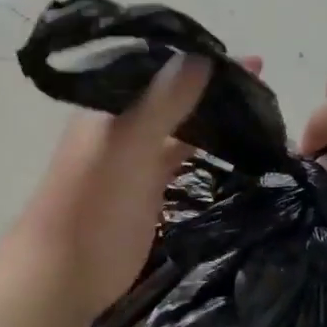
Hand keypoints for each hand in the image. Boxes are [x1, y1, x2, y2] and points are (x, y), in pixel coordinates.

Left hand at [10, 54, 255, 323]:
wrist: (65, 272)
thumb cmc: (93, 201)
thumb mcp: (130, 143)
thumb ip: (164, 100)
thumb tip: (202, 54)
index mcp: (111, 103)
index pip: (161, 66)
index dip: (200, 56)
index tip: (248, 59)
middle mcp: (125, 122)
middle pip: (174, 91)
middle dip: (211, 82)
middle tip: (260, 78)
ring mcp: (138, 154)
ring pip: (181, 122)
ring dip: (211, 112)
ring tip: (257, 103)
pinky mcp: (150, 185)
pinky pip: (182, 154)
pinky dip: (207, 144)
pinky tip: (236, 140)